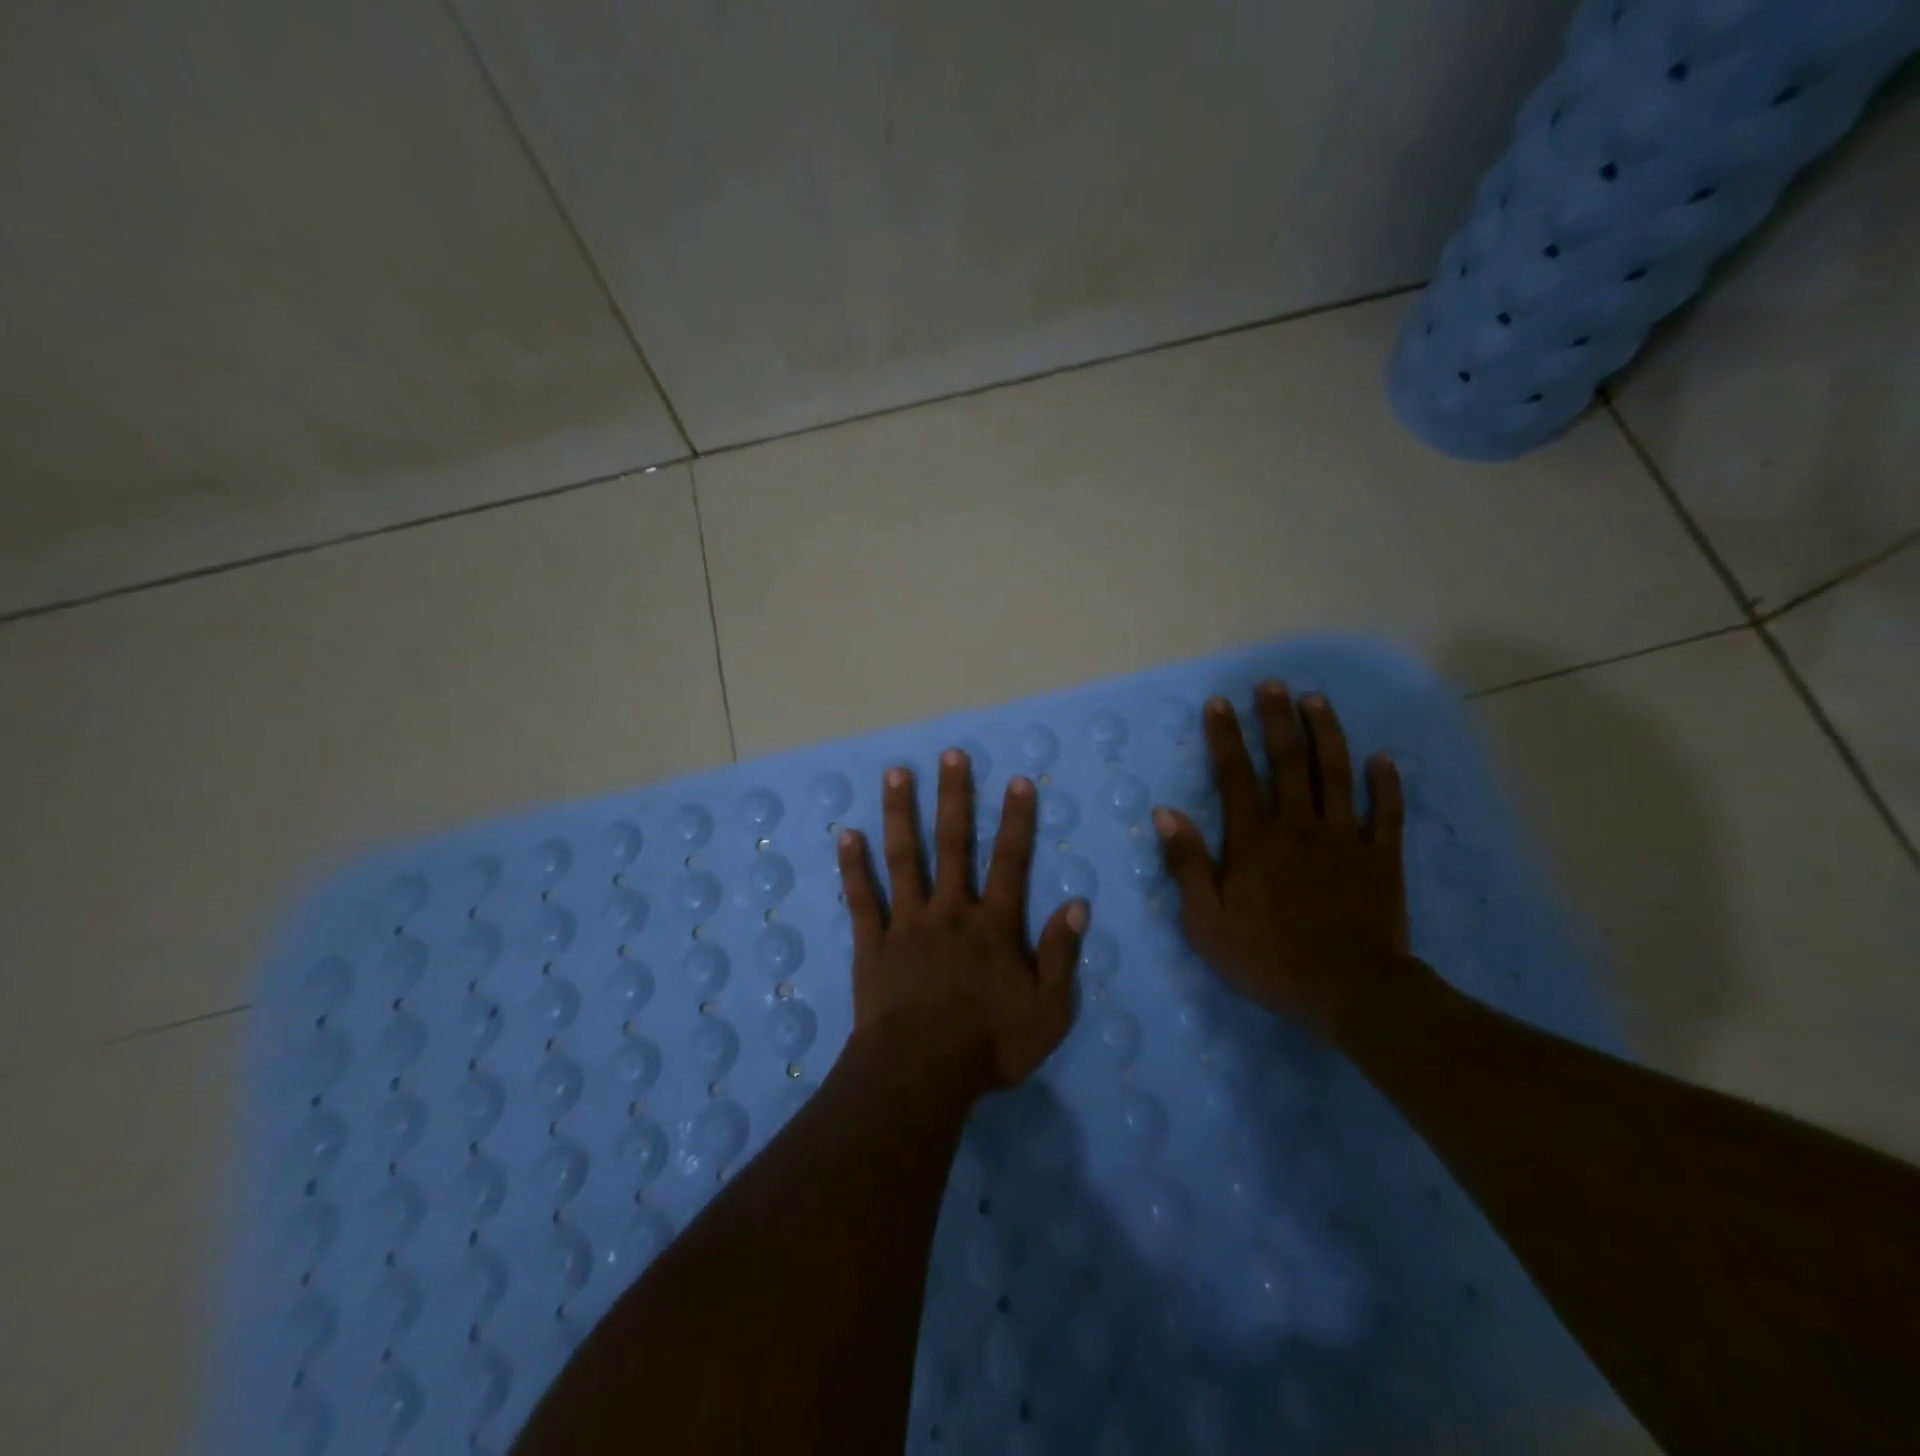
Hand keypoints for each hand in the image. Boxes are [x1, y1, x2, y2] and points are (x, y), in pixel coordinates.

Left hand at [838, 750, 1087, 1094]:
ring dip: (900, 814)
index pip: (1010, 861)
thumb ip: (1062, 956)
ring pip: (904, 858)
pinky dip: (853, 867)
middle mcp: (950, 911)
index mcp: (993, 925)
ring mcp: (908, 923)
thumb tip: (1077, 905)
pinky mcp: (873, 943)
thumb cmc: (989, 1045)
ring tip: (895, 774)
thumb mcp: (1048, 1011)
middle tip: (950, 755)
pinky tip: (846, 835)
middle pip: (953, 844)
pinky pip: (862, 898)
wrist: (921, 1073)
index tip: (1017, 781)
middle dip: (954, 797)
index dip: (1016, 820)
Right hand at [1154, 683, 1411, 1039]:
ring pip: (1336, 773)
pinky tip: (1383, 758)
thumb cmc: (1270, 960)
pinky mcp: (1382, 858)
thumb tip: (1166, 814)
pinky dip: (1386, 783)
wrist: (1352, 993)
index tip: (1219, 703)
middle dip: (1277, 719)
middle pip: (1288, 761)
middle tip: (1272, 685)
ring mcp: (1345, 838)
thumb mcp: (1207, 923)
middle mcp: (1299, 826)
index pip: (1235, 776)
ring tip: (1316, 700)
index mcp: (1254, 841)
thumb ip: (1188, 865)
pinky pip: (1386, 812)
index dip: (1225, 737)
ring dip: (1326, 733)